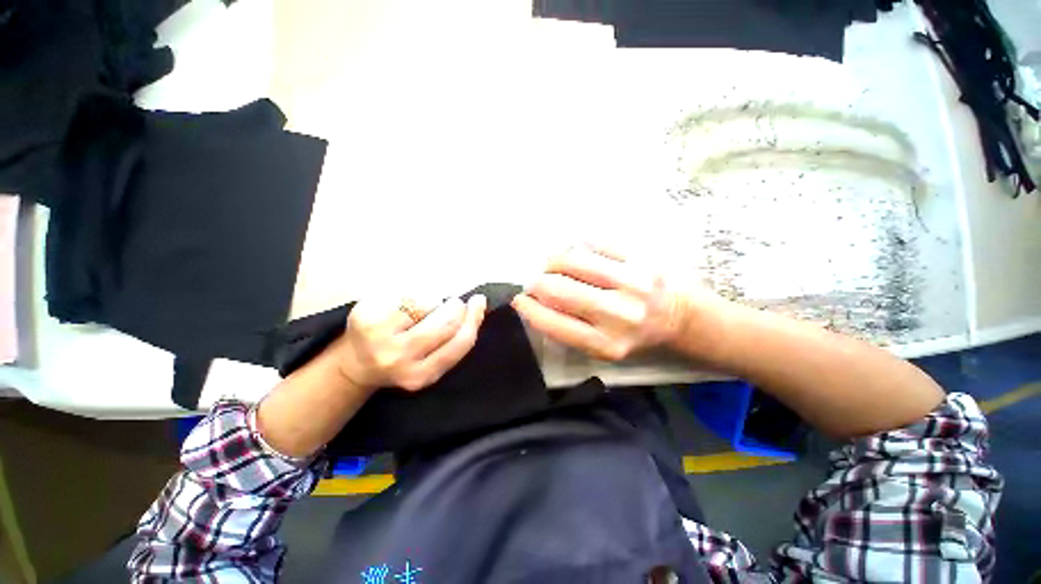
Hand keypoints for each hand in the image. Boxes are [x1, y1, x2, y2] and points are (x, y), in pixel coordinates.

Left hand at [337, 295, 487, 391]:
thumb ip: (455, 340)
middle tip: (452, 304)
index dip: (474, 318)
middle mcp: (399, 360)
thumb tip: (478, 305)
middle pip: (446, 321)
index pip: (460, 342)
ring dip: (431, 300)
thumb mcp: (432, 362)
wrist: (357, 363)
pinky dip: (412, 293)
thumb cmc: (404, 358)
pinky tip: (402, 303)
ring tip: (422, 308)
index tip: (479, 302)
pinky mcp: (364, 317)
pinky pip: (404, 293)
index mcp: (422, 375)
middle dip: (454, 307)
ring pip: (426, 302)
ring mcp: (378, 338)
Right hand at [512, 244, 689, 360]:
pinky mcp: (640, 257)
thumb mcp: (602, 348)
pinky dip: (577, 248)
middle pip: (556, 288)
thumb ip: (568, 329)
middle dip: (536, 282)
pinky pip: (593, 243)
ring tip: (553, 266)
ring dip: (552, 261)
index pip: (551, 322)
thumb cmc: (637, 337)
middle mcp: (618, 314)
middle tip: (536, 282)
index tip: (519, 300)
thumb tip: (534, 300)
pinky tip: (579, 256)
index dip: (527, 309)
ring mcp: (631, 282)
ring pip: (571, 259)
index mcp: (605, 344)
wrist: (684, 318)